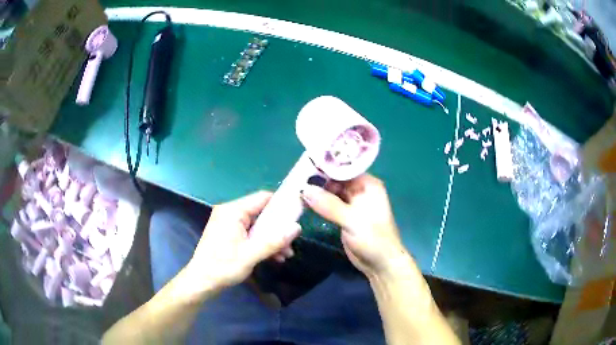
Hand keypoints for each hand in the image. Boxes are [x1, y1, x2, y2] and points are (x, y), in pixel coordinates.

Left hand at [185, 191, 300, 293]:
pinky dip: (261, 243)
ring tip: (285, 255)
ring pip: (257, 225)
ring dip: (271, 239)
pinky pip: (249, 233)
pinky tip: (273, 257)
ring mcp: (228, 224)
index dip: (282, 205)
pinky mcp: (228, 234)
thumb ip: (274, 241)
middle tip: (292, 243)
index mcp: (233, 211)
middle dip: (278, 229)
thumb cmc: (222, 267)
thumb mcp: (250, 255)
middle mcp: (230, 213)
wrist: (200, 282)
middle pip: (261, 213)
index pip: (263, 198)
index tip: (297, 216)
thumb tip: (297, 228)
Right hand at [301, 174, 408, 278]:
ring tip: (295, 187)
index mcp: (367, 185)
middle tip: (295, 177)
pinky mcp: (343, 215)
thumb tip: (304, 189)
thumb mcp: (353, 220)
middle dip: (317, 178)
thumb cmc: (374, 240)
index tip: (304, 164)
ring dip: (316, 190)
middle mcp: (359, 190)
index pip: (344, 168)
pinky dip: (317, 202)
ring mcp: (351, 203)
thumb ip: (329, 205)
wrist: (380, 264)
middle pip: (335, 178)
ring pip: (330, 191)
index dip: (325, 166)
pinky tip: (303, 200)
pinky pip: (328, 204)